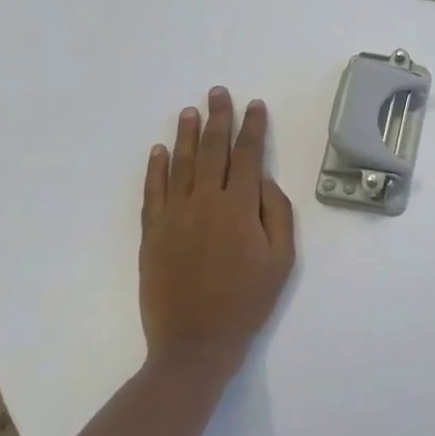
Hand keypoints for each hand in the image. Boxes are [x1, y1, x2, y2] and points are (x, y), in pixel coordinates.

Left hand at [139, 88, 296, 379]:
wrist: (195, 343)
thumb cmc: (247, 301)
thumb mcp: (282, 260)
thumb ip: (277, 214)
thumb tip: (265, 182)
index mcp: (239, 207)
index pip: (248, 156)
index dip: (253, 128)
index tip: (255, 106)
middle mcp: (205, 202)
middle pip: (211, 150)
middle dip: (217, 118)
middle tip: (218, 93)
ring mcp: (174, 216)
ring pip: (180, 164)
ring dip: (185, 135)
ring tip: (190, 111)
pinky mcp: (152, 233)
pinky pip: (153, 192)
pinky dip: (155, 169)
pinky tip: (158, 151)